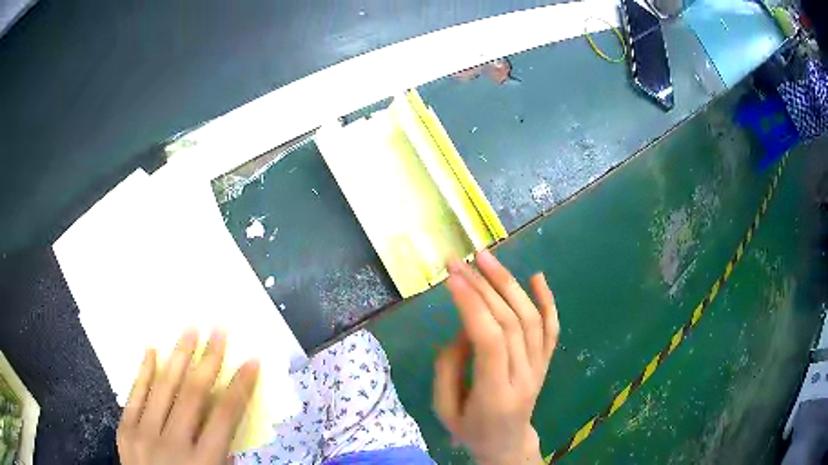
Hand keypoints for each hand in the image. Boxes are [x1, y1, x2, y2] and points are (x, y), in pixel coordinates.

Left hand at [117, 329, 259, 464]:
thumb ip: (222, 453)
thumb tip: (226, 420)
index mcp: (203, 462)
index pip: (225, 416)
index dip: (239, 386)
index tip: (251, 360)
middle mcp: (172, 445)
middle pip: (193, 394)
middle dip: (209, 359)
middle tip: (219, 330)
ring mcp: (143, 434)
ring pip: (162, 388)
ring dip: (177, 356)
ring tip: (189, 329)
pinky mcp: (125, 429)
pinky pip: (134, 394)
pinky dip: (143, 371)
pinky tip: (151, 350)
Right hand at [434, 249, 558, 464]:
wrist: (508, 444)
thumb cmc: (471, 429)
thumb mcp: (444, 409)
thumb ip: (448, 368)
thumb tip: (462, 329)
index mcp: (496, 394)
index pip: (490, 340)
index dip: (471, 305)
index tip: (451, 277)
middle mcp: (525, 377)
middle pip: (510, 322)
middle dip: (483, 286)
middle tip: (459, 261)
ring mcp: (540, 368)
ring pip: (530, 318)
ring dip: (508, 283)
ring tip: (486, 258)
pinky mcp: (546, 362)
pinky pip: (551, 328)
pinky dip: (547, 300)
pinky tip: (537, 277)